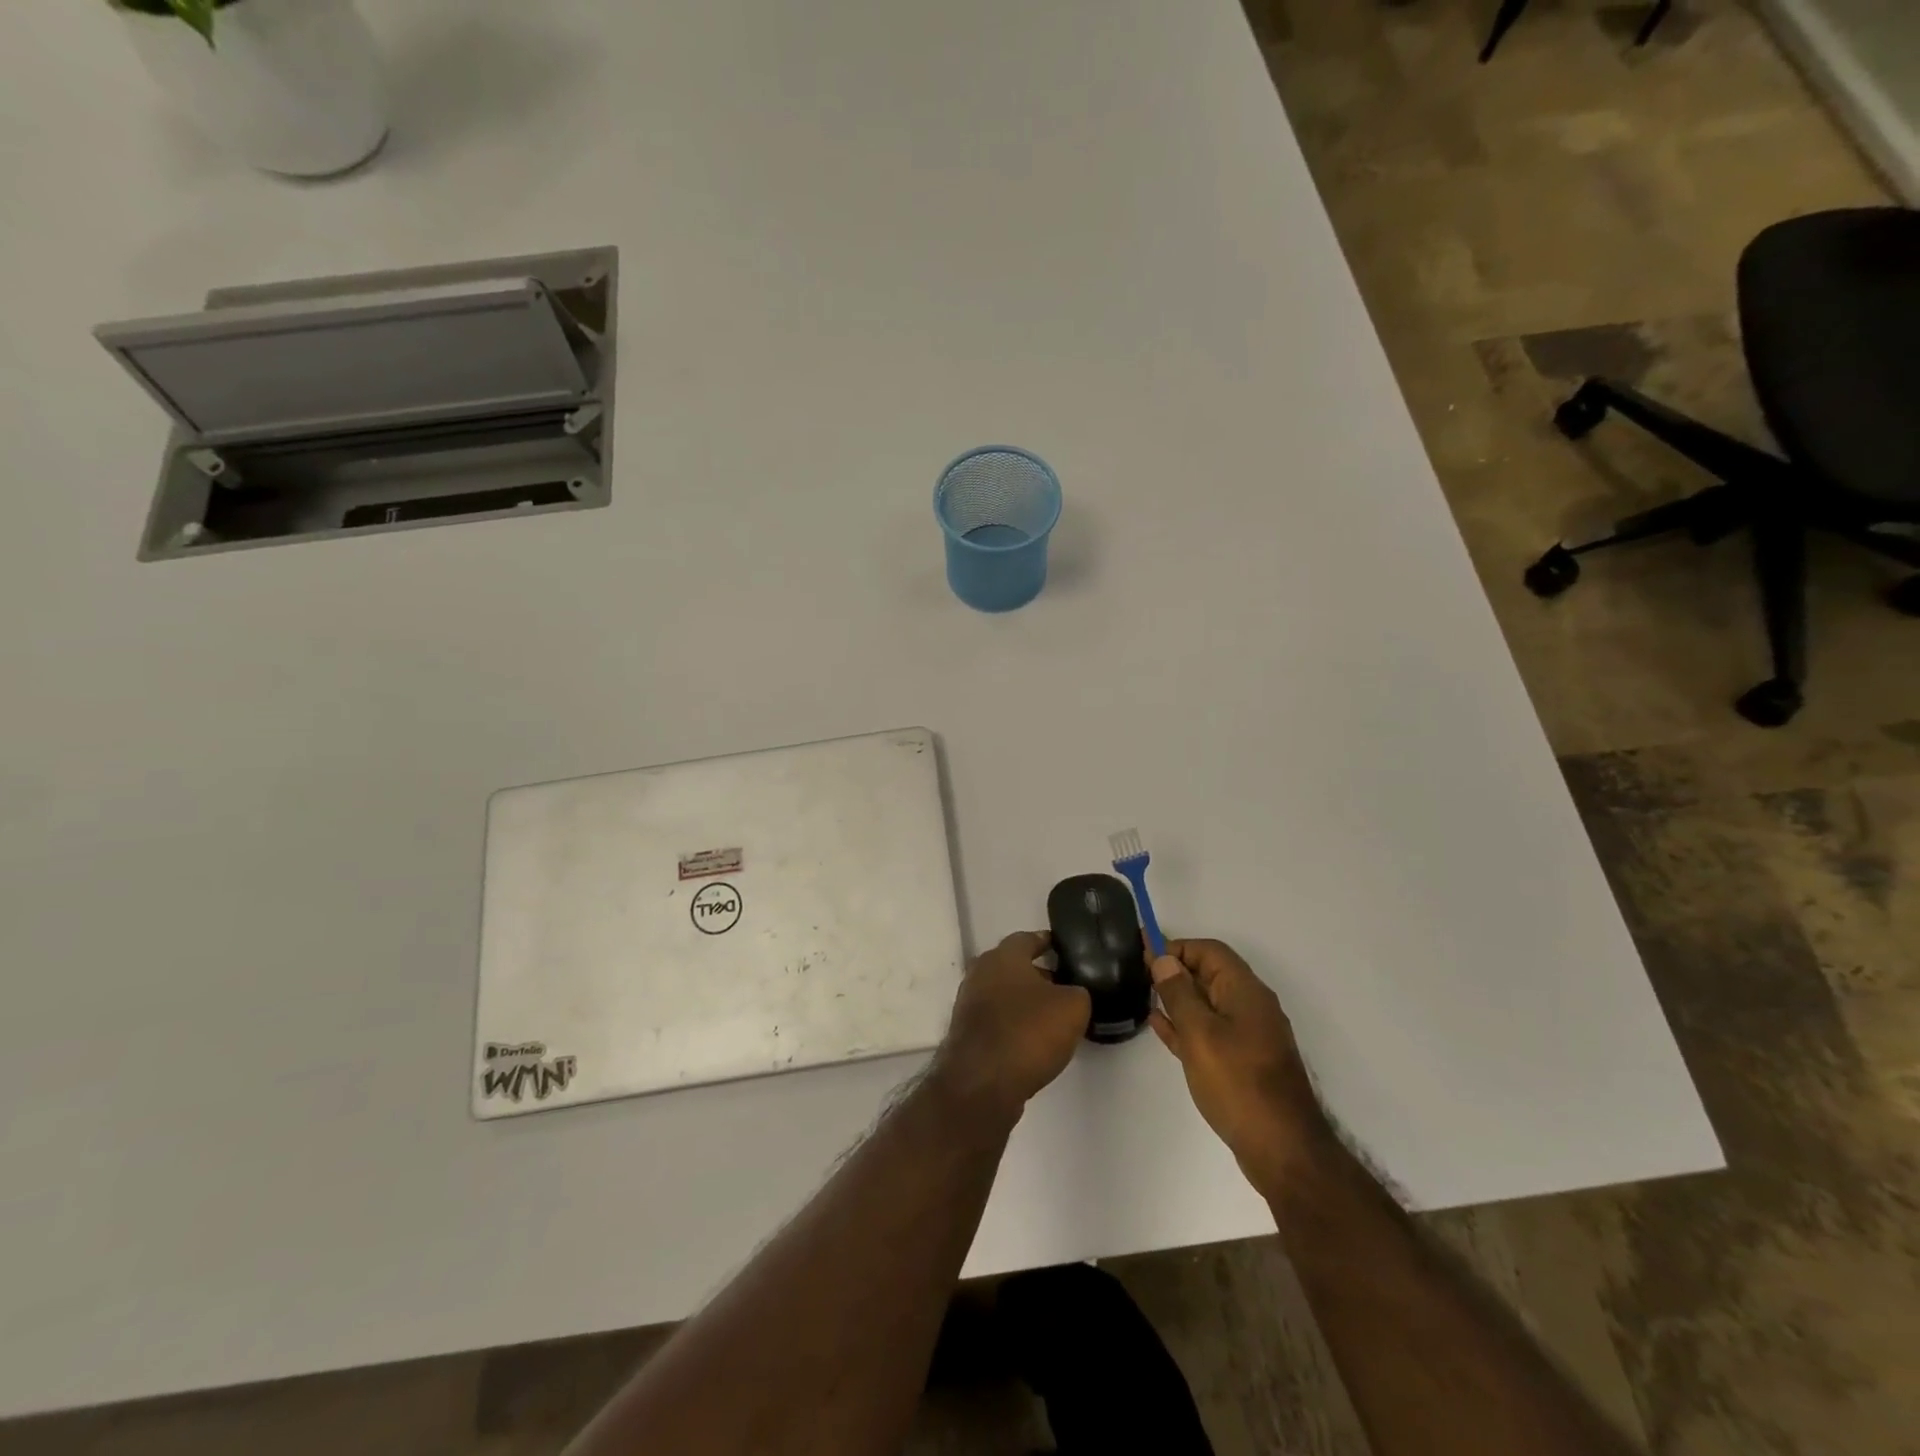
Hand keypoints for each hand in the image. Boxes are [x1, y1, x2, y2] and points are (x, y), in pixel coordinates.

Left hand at [937, 931, 1090, 1119]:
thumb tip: (1072, 994)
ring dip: (1026, 1002)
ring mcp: (969, 1004)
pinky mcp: (967, 1034)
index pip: (1028, 938)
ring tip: (1054, 1017)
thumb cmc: (1028, 1032)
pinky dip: (1015, 1025)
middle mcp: (981, 972)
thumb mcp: (1073, 1007)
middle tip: (1066, 986)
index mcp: (1003, 956)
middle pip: (1014, 967)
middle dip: (1039, 975)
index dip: (1049, 943)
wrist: (982, 1083)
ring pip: (1005, 994)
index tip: (1067, 951)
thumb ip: (1078, 992)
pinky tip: (1034, 1041)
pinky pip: (998, 1020)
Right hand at [1148, 938, 1329, 1192]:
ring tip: (1144, 995)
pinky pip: (1210, 1030)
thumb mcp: (1200, 1033)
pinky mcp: (1243, 1062)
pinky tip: (1160, 1026)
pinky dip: (1186, 1024)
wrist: (1282, 1149)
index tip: (1144, 954)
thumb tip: (1164, 959)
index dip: (1177, 947)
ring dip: (1178, 997)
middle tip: (1138, 972)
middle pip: (1210, 974)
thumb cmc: (1238, 1083)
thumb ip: (1178, 993)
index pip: (1209, 951)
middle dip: (1176, 969)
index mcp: (1245, 991)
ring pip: (1208, 1004)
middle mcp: (1250, 1007)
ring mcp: (1248, 1036)